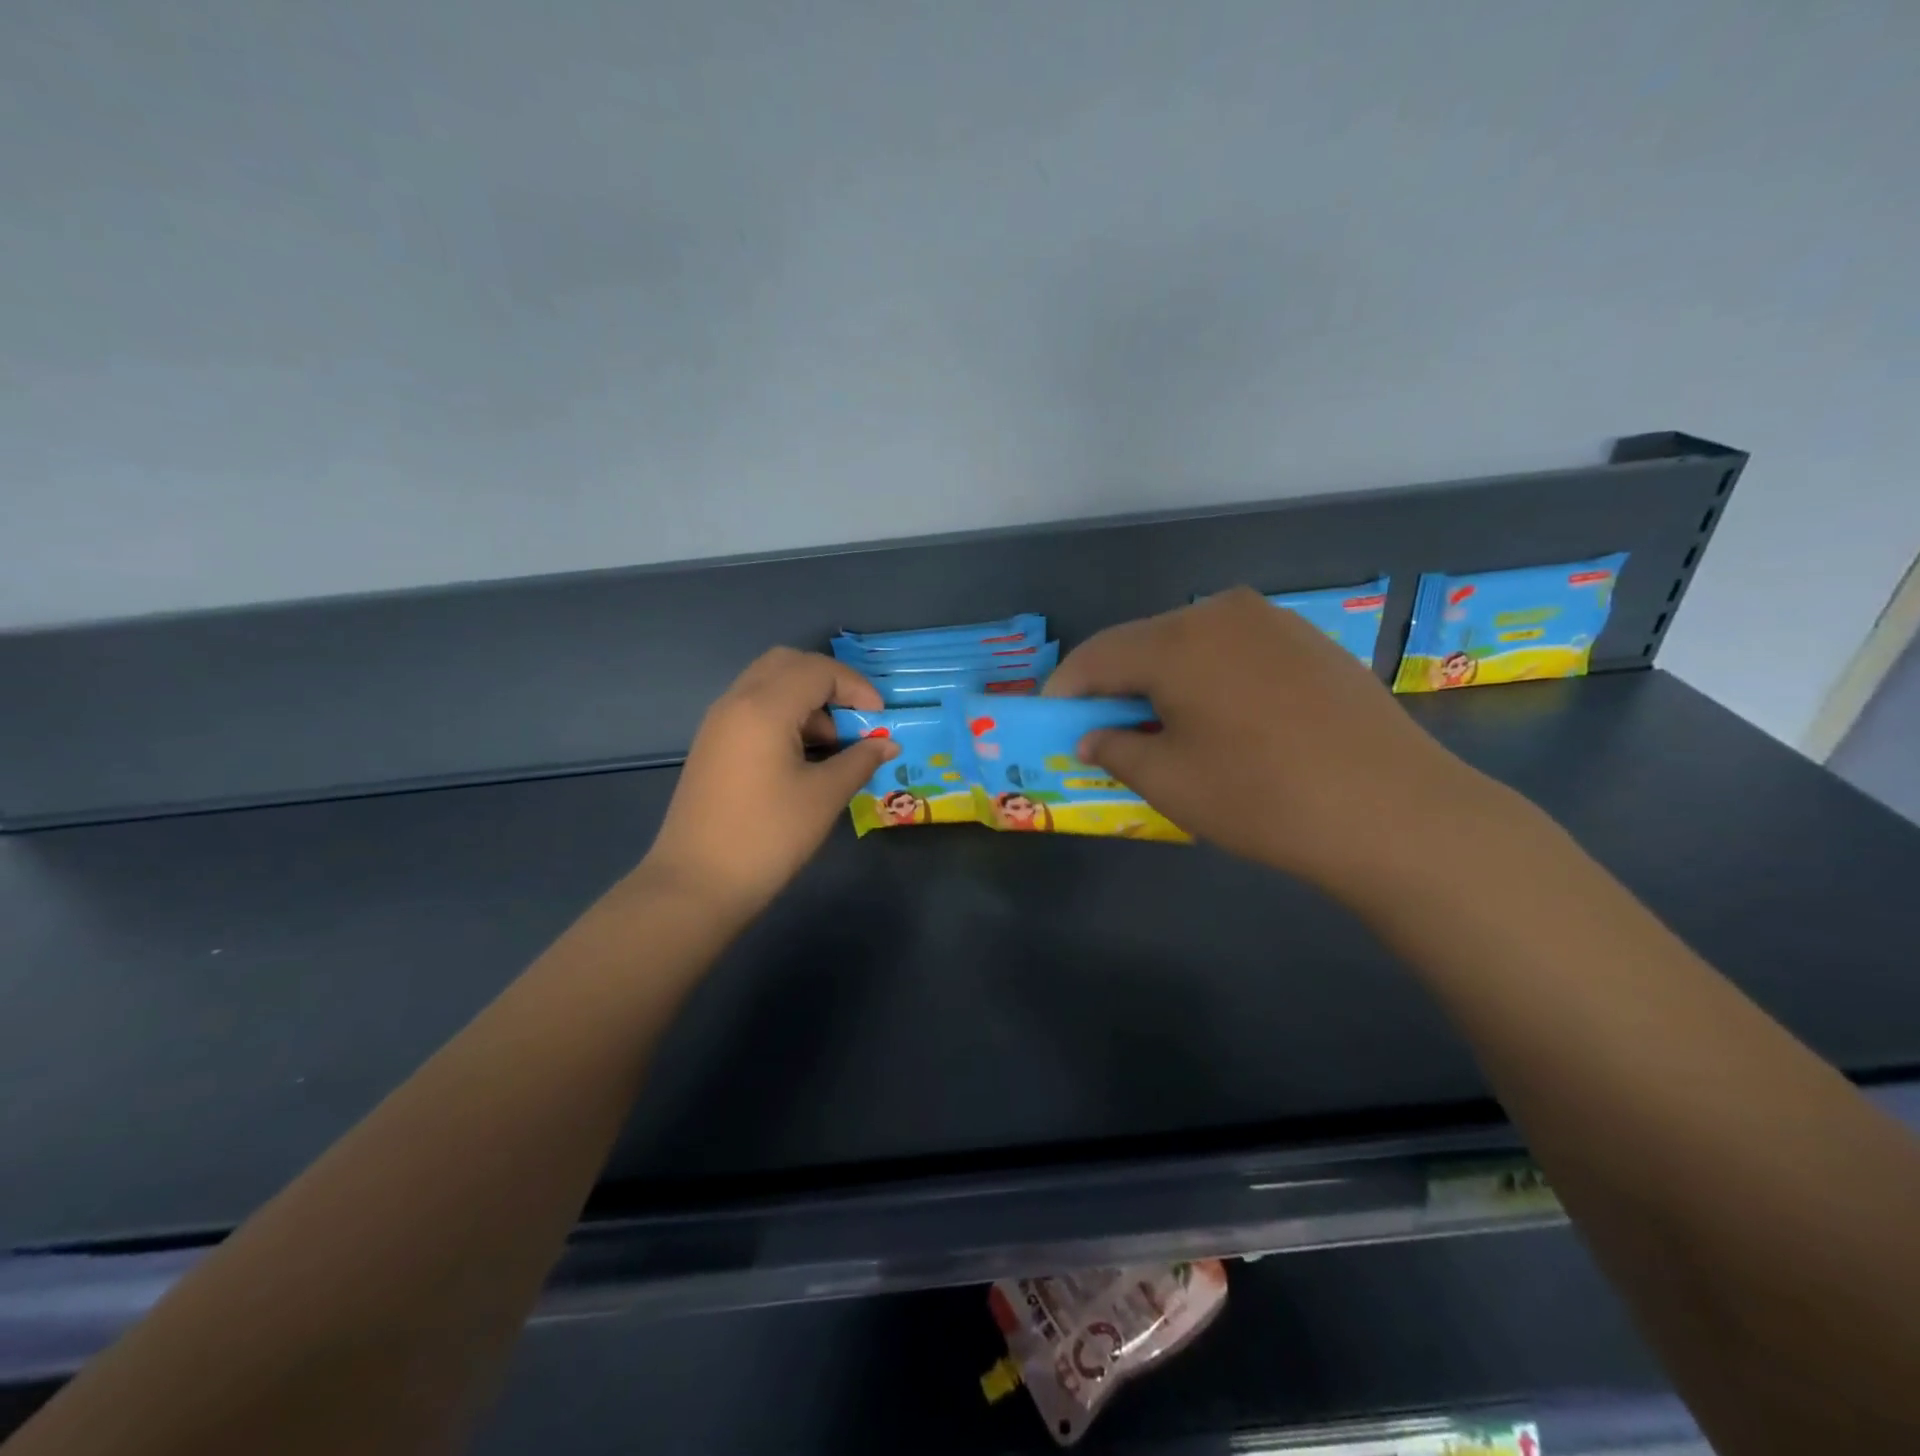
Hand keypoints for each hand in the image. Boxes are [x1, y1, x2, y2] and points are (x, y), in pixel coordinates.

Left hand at [641, 648, 898, 919]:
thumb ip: (860, 760)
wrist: (696, 884)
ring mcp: (718, 723)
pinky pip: (753, 708)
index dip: (856, 687)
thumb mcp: (824, 796)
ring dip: (806, 700)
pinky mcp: (712, 745)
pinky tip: (803, 757)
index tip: (881, 719)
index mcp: (764, 707)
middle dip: (829, 683)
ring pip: (768, 684)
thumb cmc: (768, 836)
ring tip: (833, 745)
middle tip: (855, 718)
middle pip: (788, 664)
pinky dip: (784, 716)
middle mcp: (736, 702)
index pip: (818, 670)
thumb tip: (887, 744)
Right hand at [1043, 588, 1509, 900]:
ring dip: (1164, 679)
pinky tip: (1222, 717)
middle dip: (1116, 683)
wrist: (1394, 810)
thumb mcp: (1170, 782)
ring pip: (1192, 644)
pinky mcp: (1310, 641)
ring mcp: (1273, 621)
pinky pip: (1236, 650)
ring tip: (1163, 726)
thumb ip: (1114, 750)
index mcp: (1176, 641)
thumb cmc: (1262, 797)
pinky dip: (1210, 677)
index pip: (1097, 655)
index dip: (1066, 689)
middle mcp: (1221, 612)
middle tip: (1105, 728)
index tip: (1051, 720)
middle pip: (1144, 643)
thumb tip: (1092, 737)